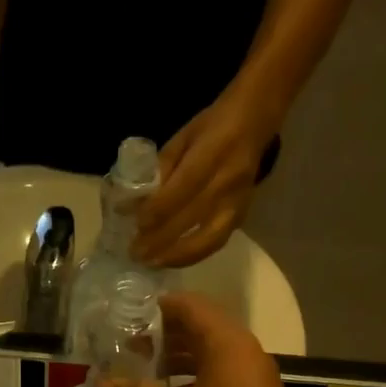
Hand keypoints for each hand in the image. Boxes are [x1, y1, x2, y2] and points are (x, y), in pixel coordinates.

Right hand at [93, 293, 320, 386]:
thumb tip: (99, 385)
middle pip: (199, 330)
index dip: (157, 308)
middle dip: (162, 338)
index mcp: (228, 345)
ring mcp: (251, 381)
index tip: (125, 318)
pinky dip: (190, 383)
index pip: (190, 306)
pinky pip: (217, 380)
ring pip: (208, 358)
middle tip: (125, 350)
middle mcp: (244, 354)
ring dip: (175, 363)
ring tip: (139, 376)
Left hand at [133, 93, 276, 268]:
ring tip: (153, 263)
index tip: (136, 225)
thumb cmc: (212, 127)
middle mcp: (227, 181)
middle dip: (160, 239)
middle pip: (191, 218)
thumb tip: (130, 204)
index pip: (182, 189)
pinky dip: (193, 255)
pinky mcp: (242, 215)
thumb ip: (159, 170)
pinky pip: (217, 242)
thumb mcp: (182, 138)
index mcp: (212, 153)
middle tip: (136, 253)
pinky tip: (173, 260)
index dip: (157, 210)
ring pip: (208, 239)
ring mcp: (238, 202)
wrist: (255, 123)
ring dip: (178, 255)